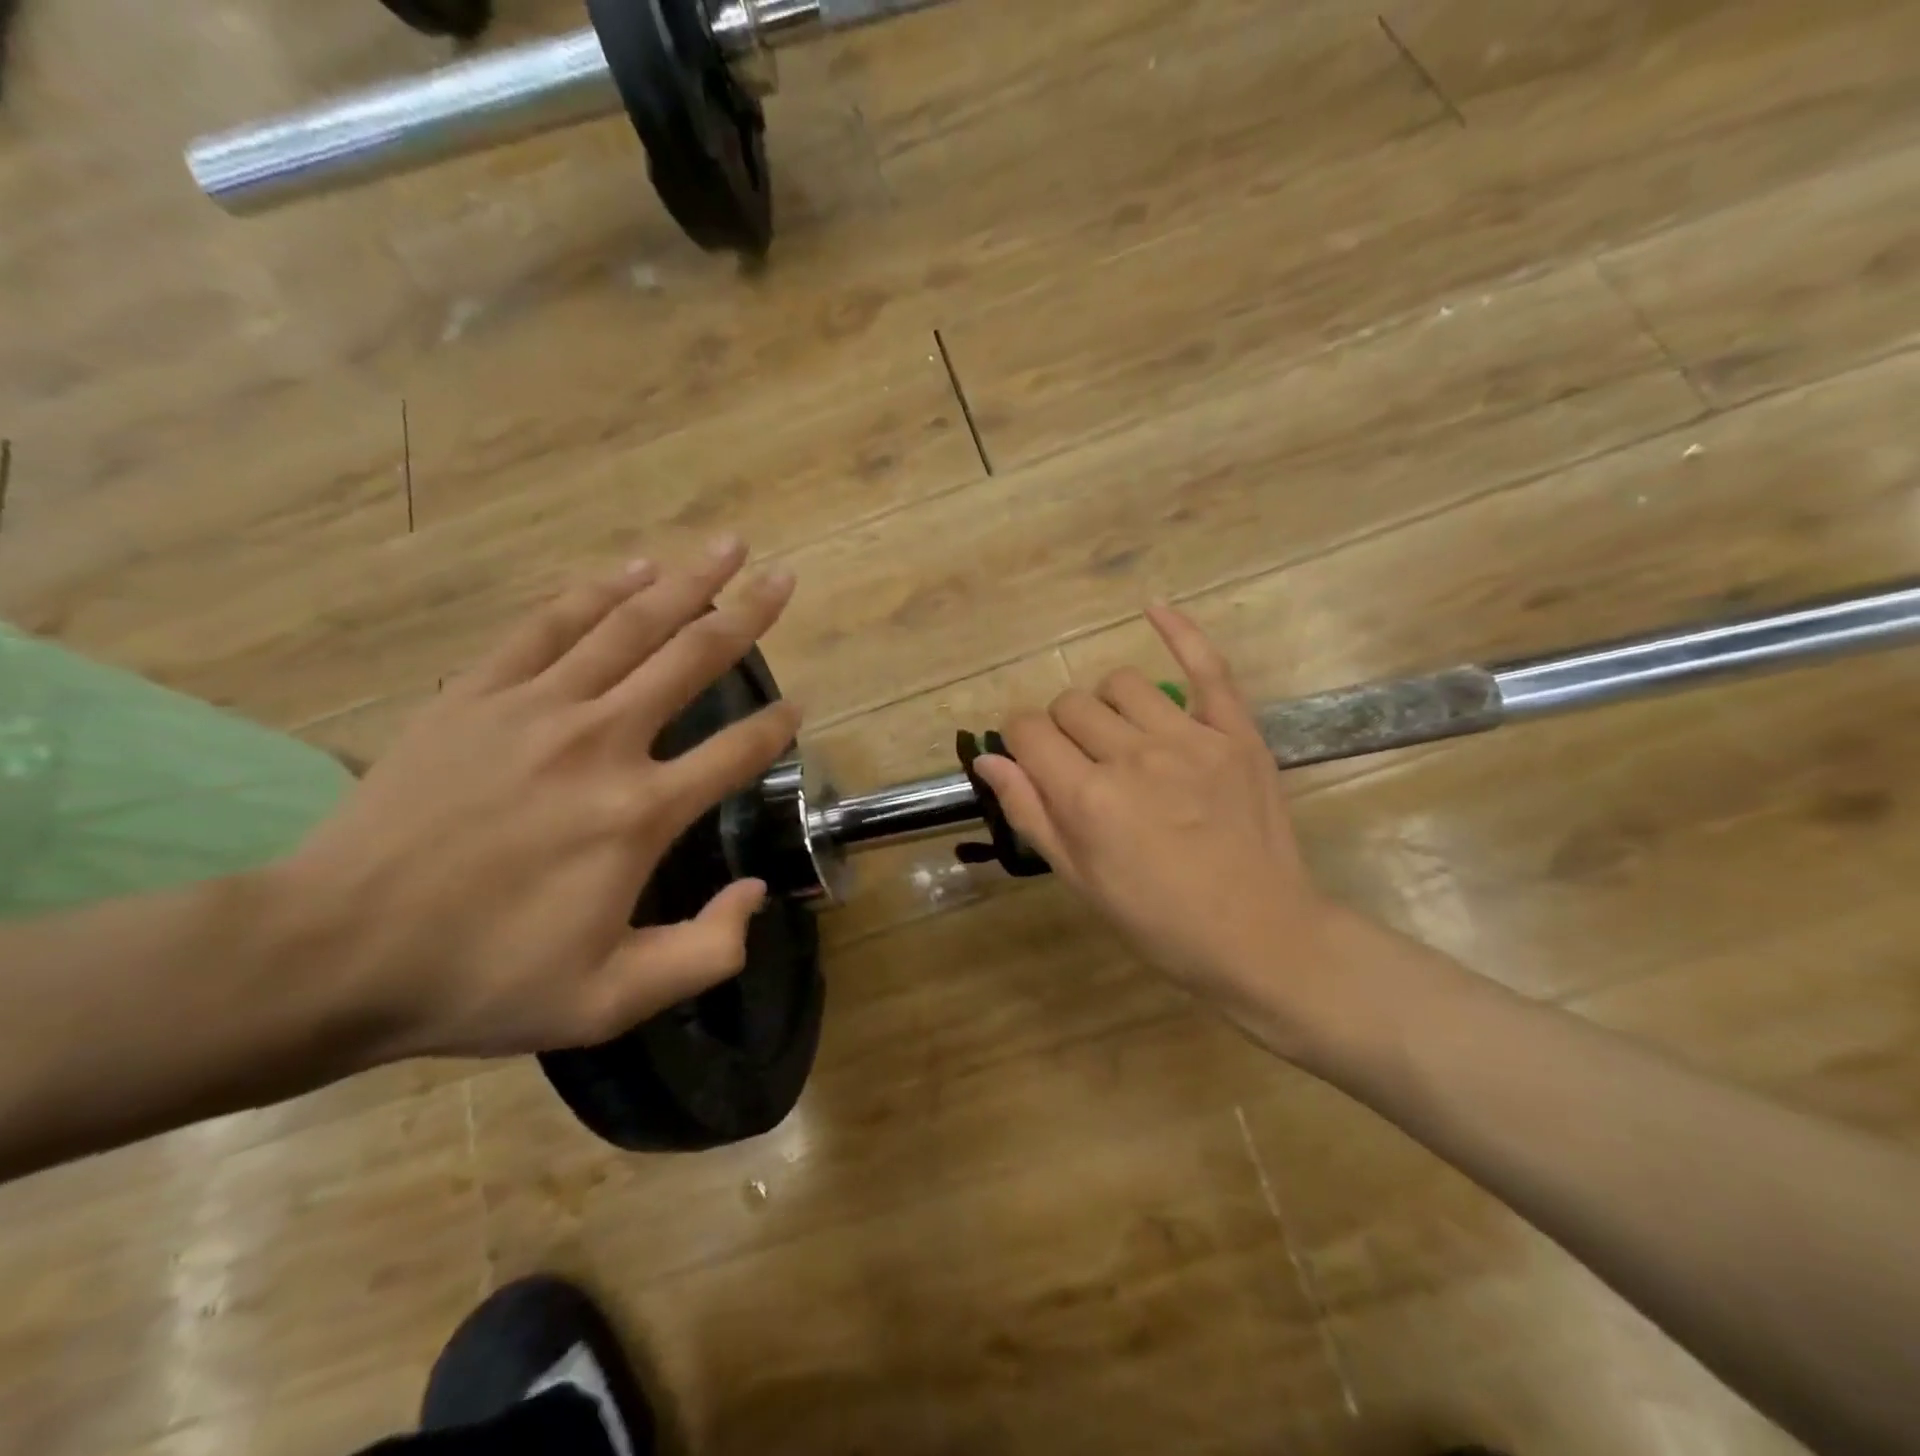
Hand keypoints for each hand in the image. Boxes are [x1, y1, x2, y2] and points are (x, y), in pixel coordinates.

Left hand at [280, 538, 799, 1061]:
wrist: (331, 952)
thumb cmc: (481, 979)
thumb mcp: (611, 1000)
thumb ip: (705, 953)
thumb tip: (757, 893)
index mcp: (640, 814)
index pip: (736, 752)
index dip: (778, 727)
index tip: (799, 707)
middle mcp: (602, 743)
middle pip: (693, 660)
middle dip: (749, 616)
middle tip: (785, 579)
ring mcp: (536, 709)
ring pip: (630, 626)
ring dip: (687, 583)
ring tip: (727, 547)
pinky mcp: (478, 695)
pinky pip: (550, 625)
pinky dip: (597, 592)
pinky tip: (632, 570)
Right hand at [975, 605, 1339, 1042]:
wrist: (1259, 934)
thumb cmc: (1158, 919)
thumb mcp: (1080, 879)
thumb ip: (1030, 812)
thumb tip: (987, 759)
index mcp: (1088, 797)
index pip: (1028, 731)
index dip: (1020, 741)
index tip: (1032, 761)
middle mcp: (1132, 756)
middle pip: (1071, 704)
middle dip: (1061, 729)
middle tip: (1081, 765)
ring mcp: (1189, 737)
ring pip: (1121, 683)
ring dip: (1106, 704)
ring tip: (1120, 735)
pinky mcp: (1235, 732)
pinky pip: (1207, 666)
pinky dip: (1179, 632)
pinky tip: (1153, 608)